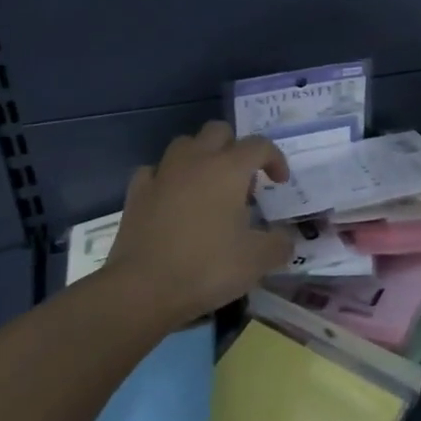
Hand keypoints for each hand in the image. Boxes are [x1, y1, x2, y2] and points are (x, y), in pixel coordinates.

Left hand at [93, 121, 294, 328]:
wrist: (143, 289)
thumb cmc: (207, 267)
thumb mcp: (258, 260)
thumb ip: (280, 244)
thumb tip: (285, 239)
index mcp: (229, 169)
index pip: (259, 145)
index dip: (275, 159)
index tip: (280, 183)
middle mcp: (195, 161)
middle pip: (218, 131)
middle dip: (235, 148)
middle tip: (243, 182)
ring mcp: (161, 175)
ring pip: (184, 145)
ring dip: (201, 158)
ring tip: (209, 188)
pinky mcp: (136, 194)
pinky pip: (155, 172)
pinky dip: (168, 179)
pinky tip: (173, 199)